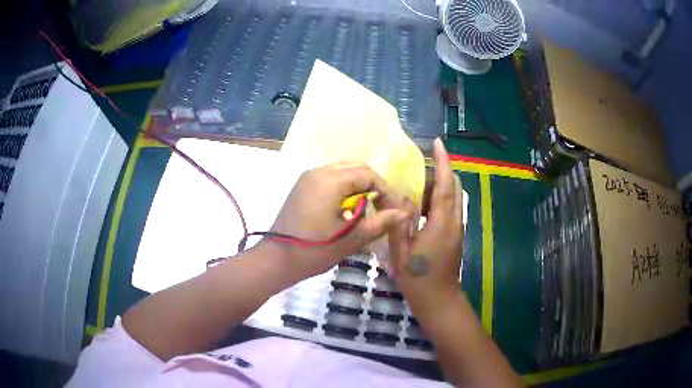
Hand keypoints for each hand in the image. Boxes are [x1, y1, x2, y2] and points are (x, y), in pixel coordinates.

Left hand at [263, 162, 409, 280]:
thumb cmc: (314, 251)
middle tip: (381, 208)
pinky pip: (330, 179)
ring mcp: (308, 178)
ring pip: (342, 171)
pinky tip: (347, 209)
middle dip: (373, 185)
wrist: (276, 260)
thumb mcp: (351, 238)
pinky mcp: (302, 187)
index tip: (391, 210)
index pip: (368, 174)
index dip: (384, 190)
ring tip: (365, 210)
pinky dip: (344, 189)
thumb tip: (405, 213)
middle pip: (355, 167)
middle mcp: (318, 172)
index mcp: (330, 180)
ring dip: (358, 186)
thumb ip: (380, 223)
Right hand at [388, 138, 463, 316]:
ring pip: (452, 198)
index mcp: (442, 223)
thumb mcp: (401, 251)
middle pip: (453, 188)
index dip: (443, 162)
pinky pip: (449, 209)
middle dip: (439, 173)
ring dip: (438, 187)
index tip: (438, 143)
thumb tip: (395, 196)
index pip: (446, 185)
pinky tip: (419, 209)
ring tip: (415, 188)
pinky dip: (437, 201)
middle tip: (417, 170)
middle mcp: (454, 222)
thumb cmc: (418, 278)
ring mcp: (456, 229)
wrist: (438, 300)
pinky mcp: (454, 235)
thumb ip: (398, 221)